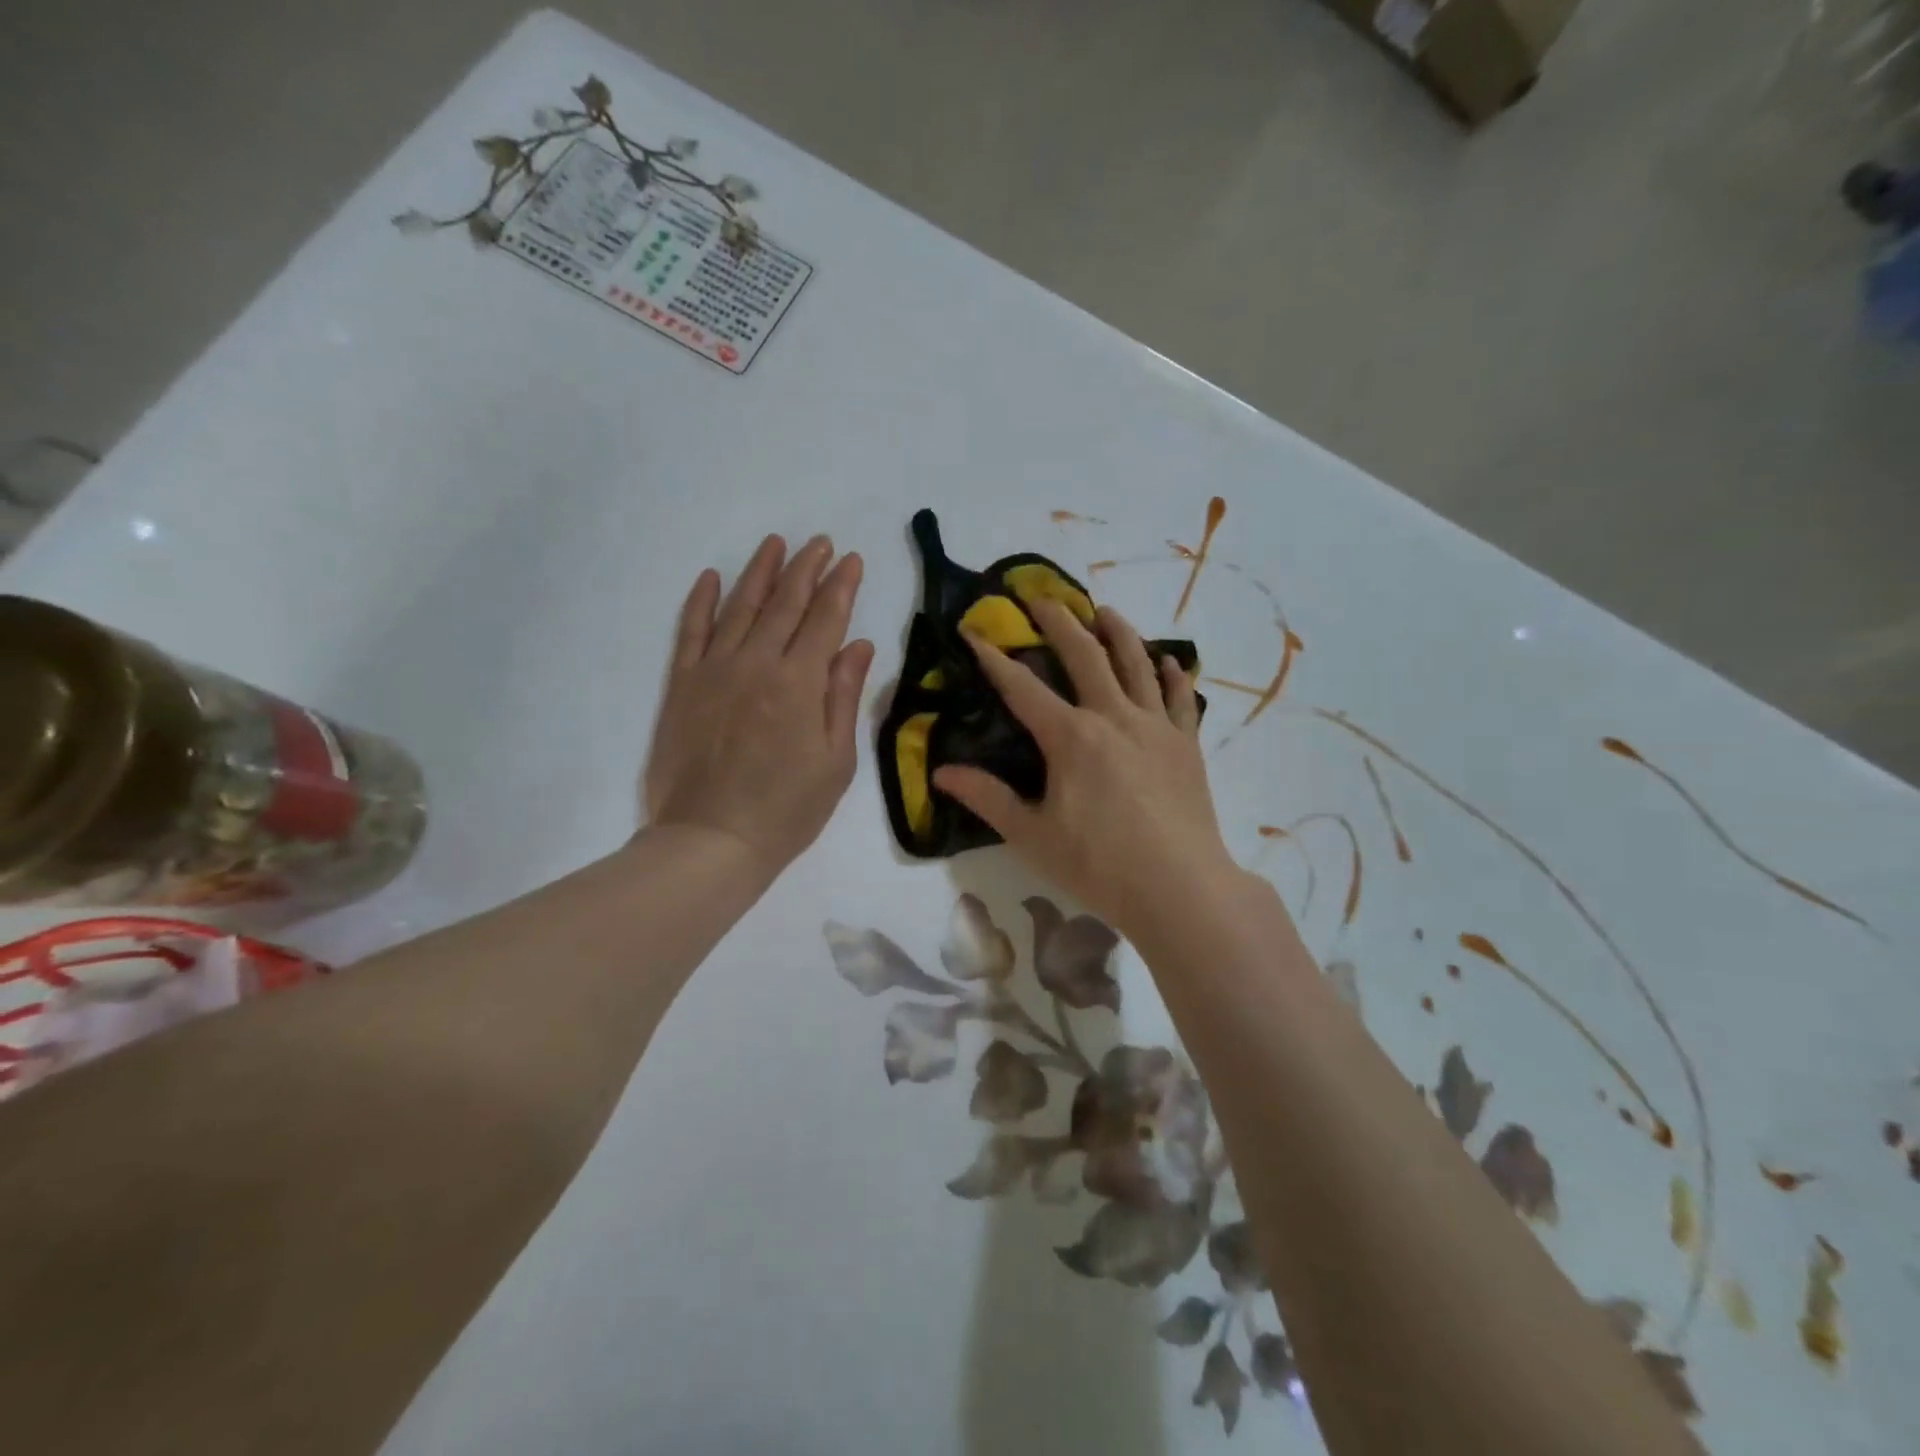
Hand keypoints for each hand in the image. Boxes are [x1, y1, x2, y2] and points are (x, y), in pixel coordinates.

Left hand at [644, 534, 873, 883]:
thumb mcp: (836, 761)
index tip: (851, 560)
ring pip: (739, 606)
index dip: (841, 587)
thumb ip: (844, 697)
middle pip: (785, 604)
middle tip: (820, 543)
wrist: (711, 841)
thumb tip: (859, 645)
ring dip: (760, 572)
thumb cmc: (787, 810)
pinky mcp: (682, 685)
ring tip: (776, 543)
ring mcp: (713, 670)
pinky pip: (690, 631)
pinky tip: (711, 577)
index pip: (825, 619)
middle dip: (806, 569)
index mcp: (799, 683)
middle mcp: (756, 663)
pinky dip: (700, 601)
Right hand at [932, 598, 1244, 937]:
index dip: (994, 658)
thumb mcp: (1033, 835)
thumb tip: (942, 773)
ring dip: (1119, 632)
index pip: (1023, 688)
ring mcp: (1155, 727)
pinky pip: (1180, 699)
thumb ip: (988, 798)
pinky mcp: (1187, 744)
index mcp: (1071, 737)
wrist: (1180, 888)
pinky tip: (1168, 661)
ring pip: (1136, 664)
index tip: (975, 631)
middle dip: (1059, 622)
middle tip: (1041, 597)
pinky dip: (1171, 675)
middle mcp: (1113, 717)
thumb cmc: (1099, 865)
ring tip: (1105, 610)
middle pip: (1085, 656)